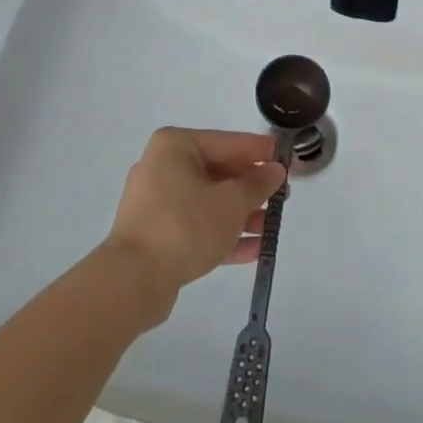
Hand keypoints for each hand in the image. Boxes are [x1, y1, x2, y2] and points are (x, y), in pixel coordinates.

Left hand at [105, 128, 286, 322]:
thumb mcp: (231, 202)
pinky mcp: (157, 234)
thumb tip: (276, 170)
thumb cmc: (185, 225)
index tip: (290, 160)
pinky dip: (223, 234)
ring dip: (242, 214)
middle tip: (284, 197)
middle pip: (219, 172)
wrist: (133, 280)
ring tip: (273, 227)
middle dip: (252, 188)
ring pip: (209, 202)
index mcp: (176, 146)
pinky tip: (255, 250)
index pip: (230, 142)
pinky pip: (197, 226)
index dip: (263, 153)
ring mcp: (157, 203)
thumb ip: (257, 184)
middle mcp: (163, 167)